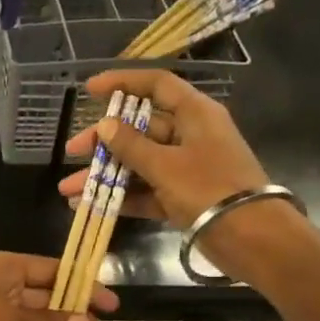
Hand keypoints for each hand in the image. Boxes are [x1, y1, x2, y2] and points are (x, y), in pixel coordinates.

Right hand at [57, 70, 269, 226]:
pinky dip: (121, 197)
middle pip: (140, 128)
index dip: (123, 82)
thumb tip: (105, 124)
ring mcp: (186, 168)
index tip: (90, 90)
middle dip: (104, 140)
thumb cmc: (209, 189)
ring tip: (69, 190)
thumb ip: (131, 145)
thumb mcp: (165, 165)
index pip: (156, 84)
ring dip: (105, 174)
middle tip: (72, 150)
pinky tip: (89, 206)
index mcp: (195, 114)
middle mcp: (190, 135)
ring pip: (139, 163)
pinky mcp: (183, 197)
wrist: (251, 238)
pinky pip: (146, 190)